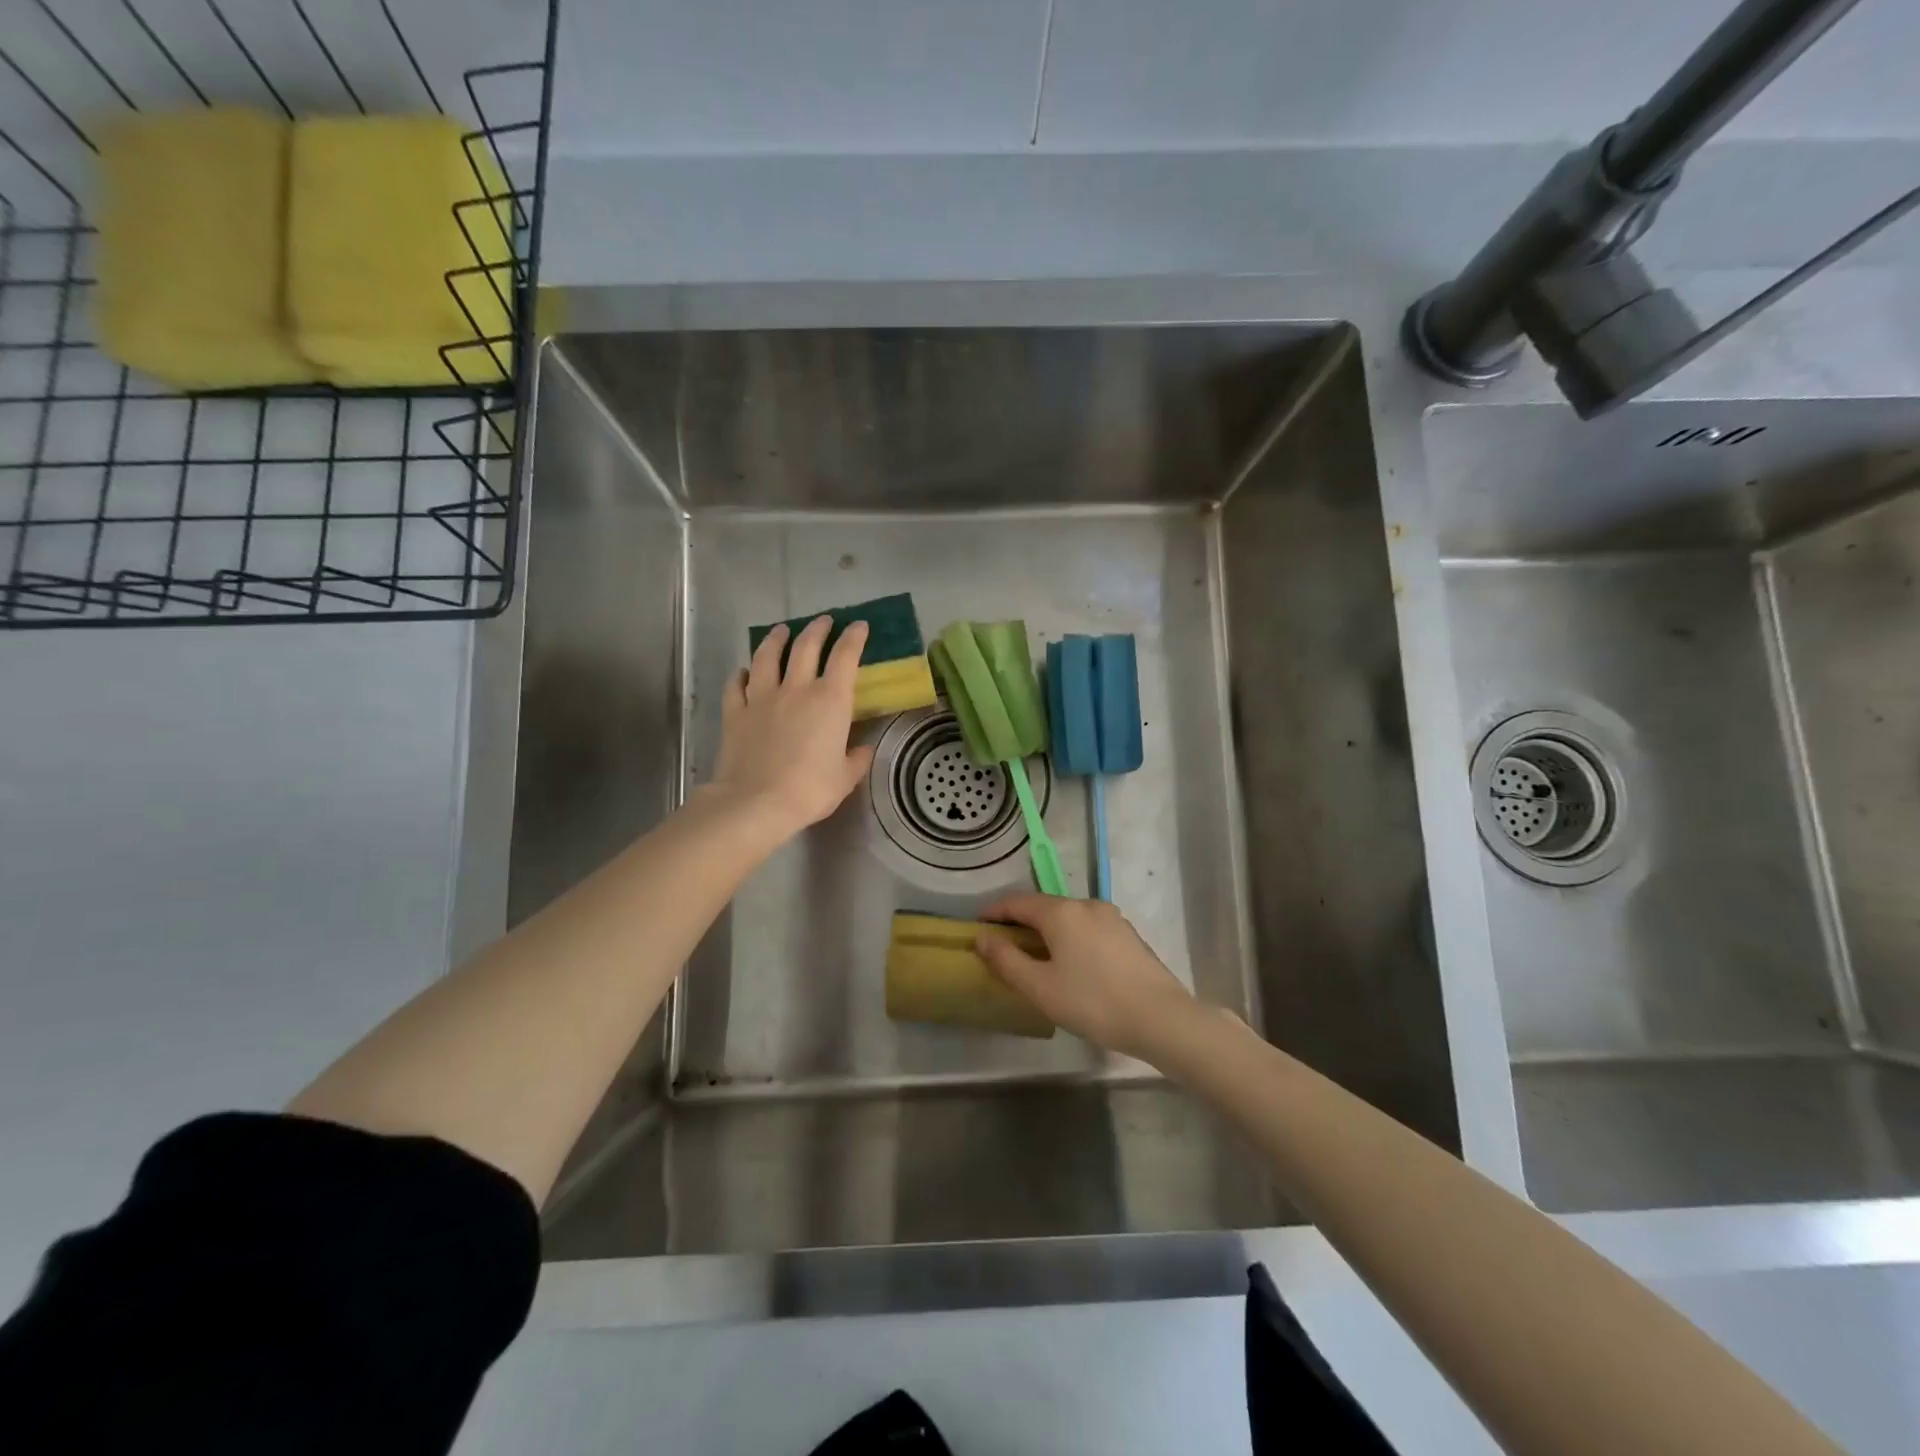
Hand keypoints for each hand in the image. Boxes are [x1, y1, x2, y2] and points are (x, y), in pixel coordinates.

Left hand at [711, 616, 874, 836]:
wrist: (756, 802)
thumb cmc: (810, 789)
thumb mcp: (845, 778)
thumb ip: (856, 759)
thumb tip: (862, 749)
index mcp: (830, 701)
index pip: (845, 657)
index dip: (854, 638)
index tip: (859, 626)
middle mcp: (796, 689)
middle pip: (806, 647)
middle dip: (817, 629)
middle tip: (823, 620)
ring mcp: (762, 698)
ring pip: (767, 657)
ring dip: (776, 639)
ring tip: (781, 630)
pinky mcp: (735, 712)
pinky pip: (737, 685)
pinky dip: (741, 675)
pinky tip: (743, 672)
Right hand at [975, 894, 1198, 1061]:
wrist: (1161, 1018)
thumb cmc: (1093, 1002)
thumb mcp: (1041, 987)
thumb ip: (1007, 960)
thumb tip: (982, 938)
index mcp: (1061, 912)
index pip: (1017, 902)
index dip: (993, 912)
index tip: (977, 926)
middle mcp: (1086, 905)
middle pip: (1044, 907)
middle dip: (1020, 923)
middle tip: (1003, 947)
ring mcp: (1111, 918)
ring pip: (1068, 917)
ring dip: (1047, 931)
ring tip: (1036, 958)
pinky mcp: (1128, 935)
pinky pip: (1088, 928)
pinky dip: (1070, 938)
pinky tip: (1071, 964)